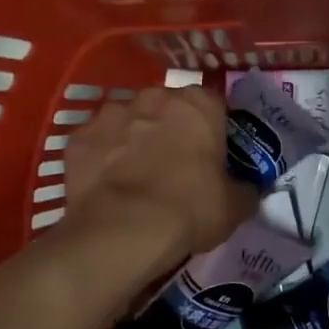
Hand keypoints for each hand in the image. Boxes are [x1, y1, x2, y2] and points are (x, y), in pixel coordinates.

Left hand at [61, 86, 255, 260]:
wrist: (122, 231)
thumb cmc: (189, 209)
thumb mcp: (234, 206)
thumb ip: (245, 188)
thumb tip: (248, 188)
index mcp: (199, 104)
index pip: (215, 106)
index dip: (214, 131)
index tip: (212, 156)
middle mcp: (155, 97)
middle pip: (168, 108)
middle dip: (171, 129)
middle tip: (174, 166)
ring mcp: (112, 113)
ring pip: (130, 121)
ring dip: (135, 139)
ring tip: (136, 177)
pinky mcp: (79, 137)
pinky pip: (98, 143)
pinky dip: (103, 157)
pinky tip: (107, 185)